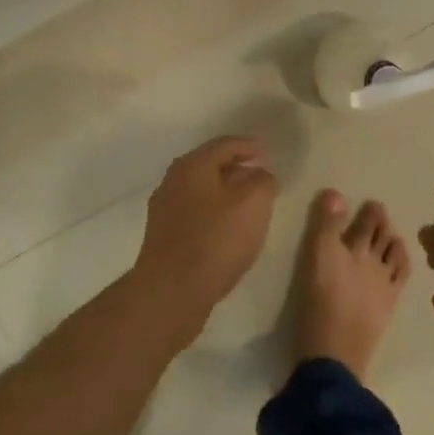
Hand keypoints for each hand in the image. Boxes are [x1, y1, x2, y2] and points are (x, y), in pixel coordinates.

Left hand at [132, 136, 279, 327]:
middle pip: (210, 164)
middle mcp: (173, 180)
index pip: (226, 144)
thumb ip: (263, 181)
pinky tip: (229, 227)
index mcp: (193, 165)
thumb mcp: (253, 203)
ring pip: (202, 189)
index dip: (251, 146)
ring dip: (226, 191)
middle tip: (262, 175)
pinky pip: (195, 211)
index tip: (269, 153)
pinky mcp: (164, 234)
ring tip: (250, 202)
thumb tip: (261, 174)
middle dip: (238, 167)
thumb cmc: (216, 239)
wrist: (172, 290)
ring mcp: (165, 208)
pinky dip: (215, 210)